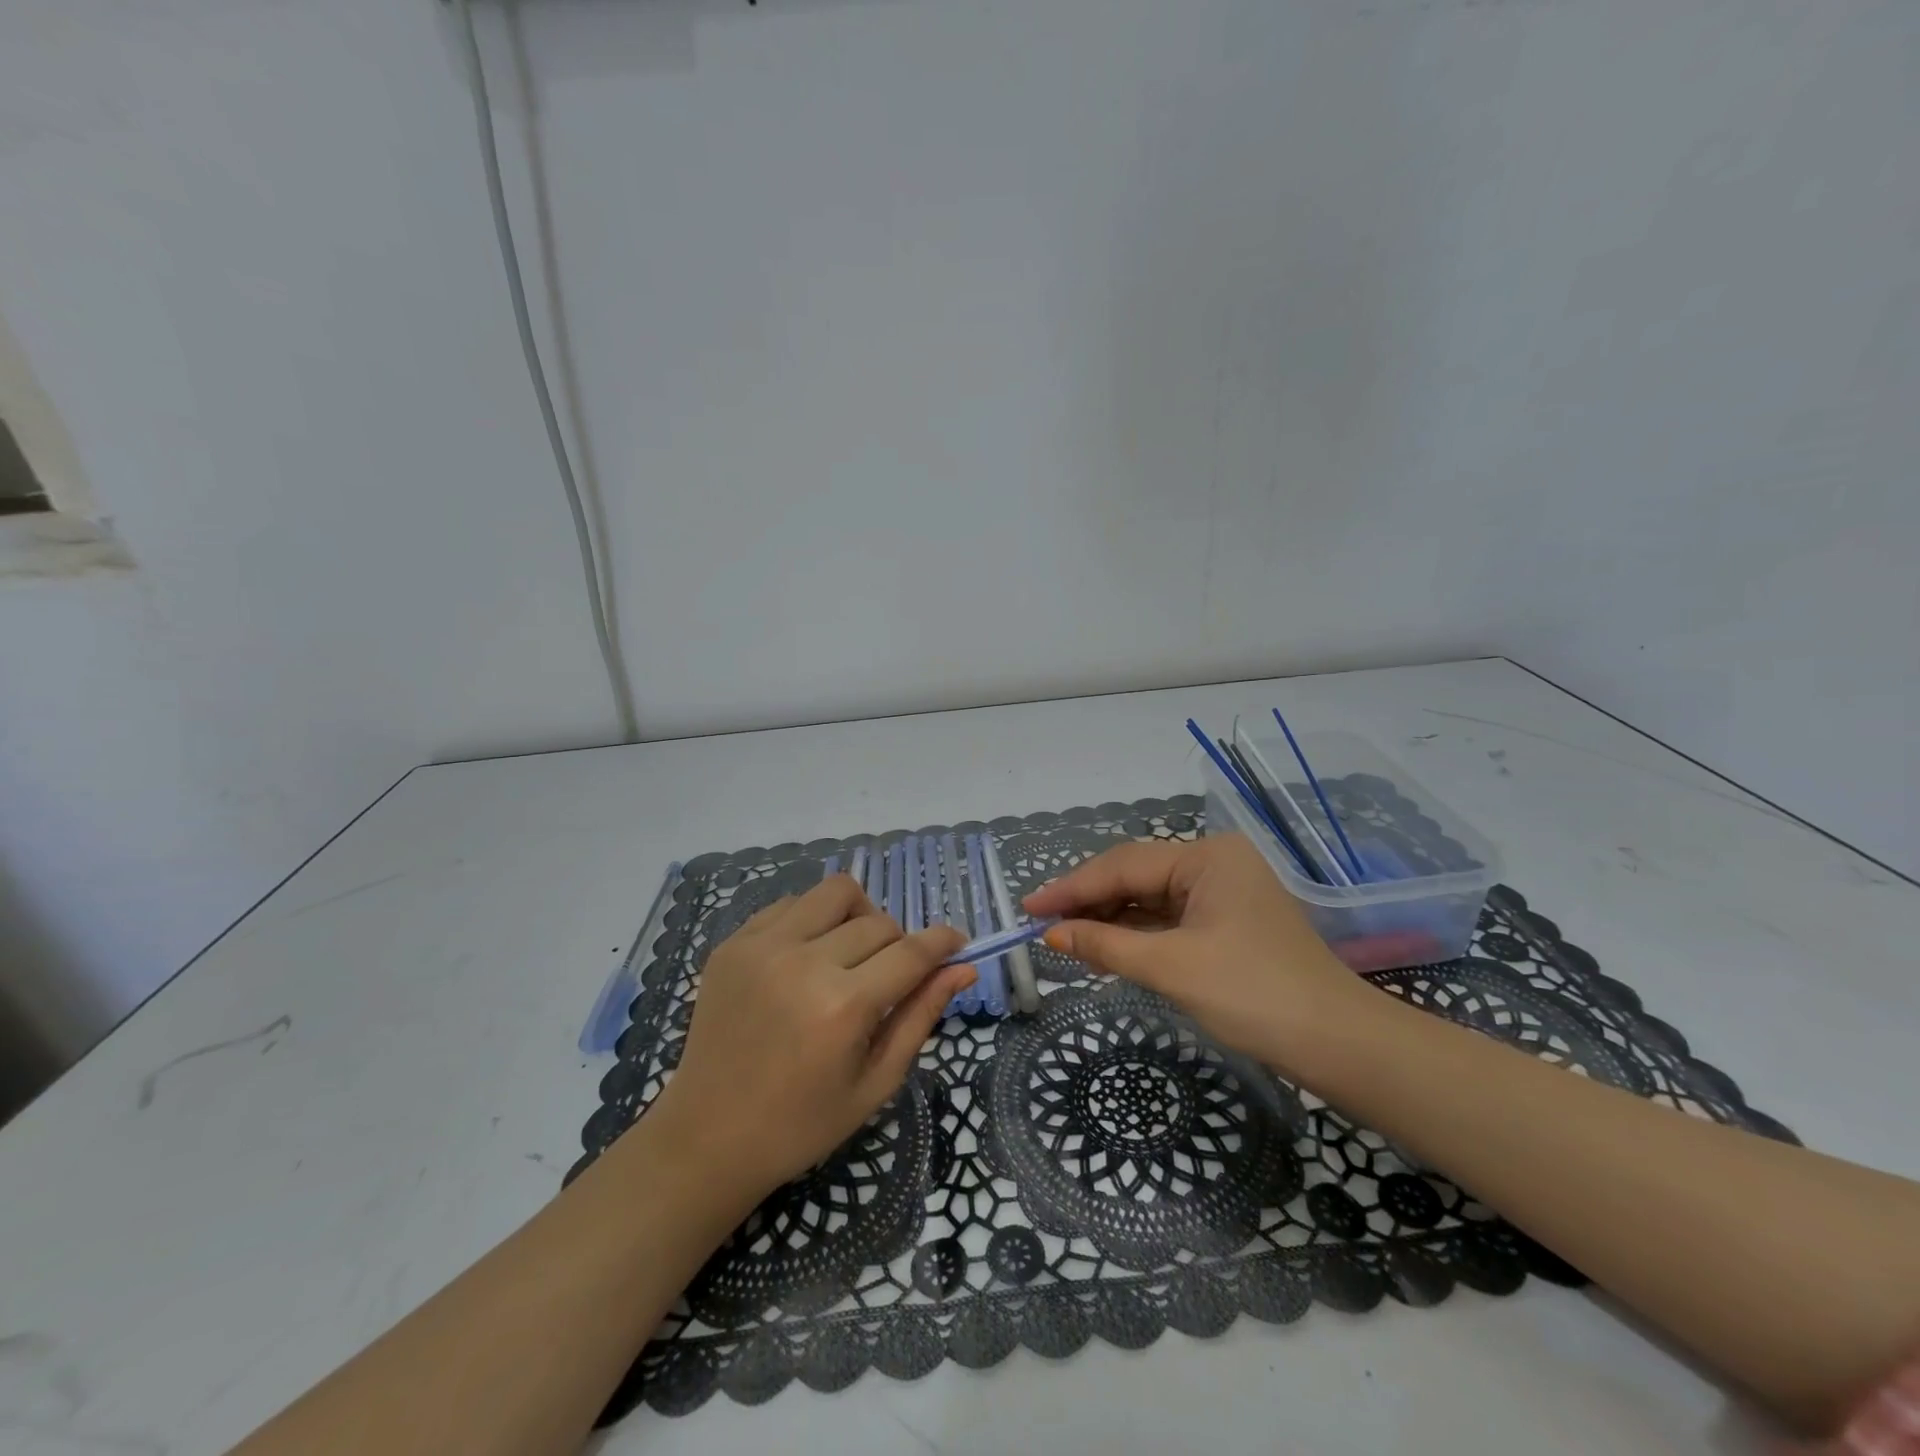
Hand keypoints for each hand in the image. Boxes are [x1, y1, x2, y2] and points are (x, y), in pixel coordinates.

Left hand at [646, 875, 973, 1193]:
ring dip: (858, 916)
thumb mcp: (876, 1082)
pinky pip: (791, 904)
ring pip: (835, 892)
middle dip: (898, 944)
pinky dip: (813, 920)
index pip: (912, 951)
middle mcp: (803, 963)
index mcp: (843, 1007)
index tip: (956, 943)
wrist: (708, 1137)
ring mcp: (762, 947)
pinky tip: (806, 957)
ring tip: (850, 953)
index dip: (943, 942)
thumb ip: (921, 1015)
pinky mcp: (733, 943)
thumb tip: (963, 968)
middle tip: (888, 978)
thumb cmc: (802, 1123)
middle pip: (878, 922)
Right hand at [1023, 834, 1377, 1072]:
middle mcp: (1214, 864)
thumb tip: (1051, 934)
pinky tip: (1105, 948)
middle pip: (1135, 876)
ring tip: (1064, 938)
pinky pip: (1169, 920)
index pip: (1122, 865)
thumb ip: (1105, 945)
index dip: (1071, 888)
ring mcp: (1223, 893)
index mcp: (1206, 857)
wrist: (1339, 1045)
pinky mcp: (1227, 923)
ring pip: (1150, 899)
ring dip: (1110, 920)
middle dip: (1089, 902)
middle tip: (1041, 924)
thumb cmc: (1253, 994)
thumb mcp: (1171, 968)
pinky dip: (1136, 935)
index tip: (1028, 907)